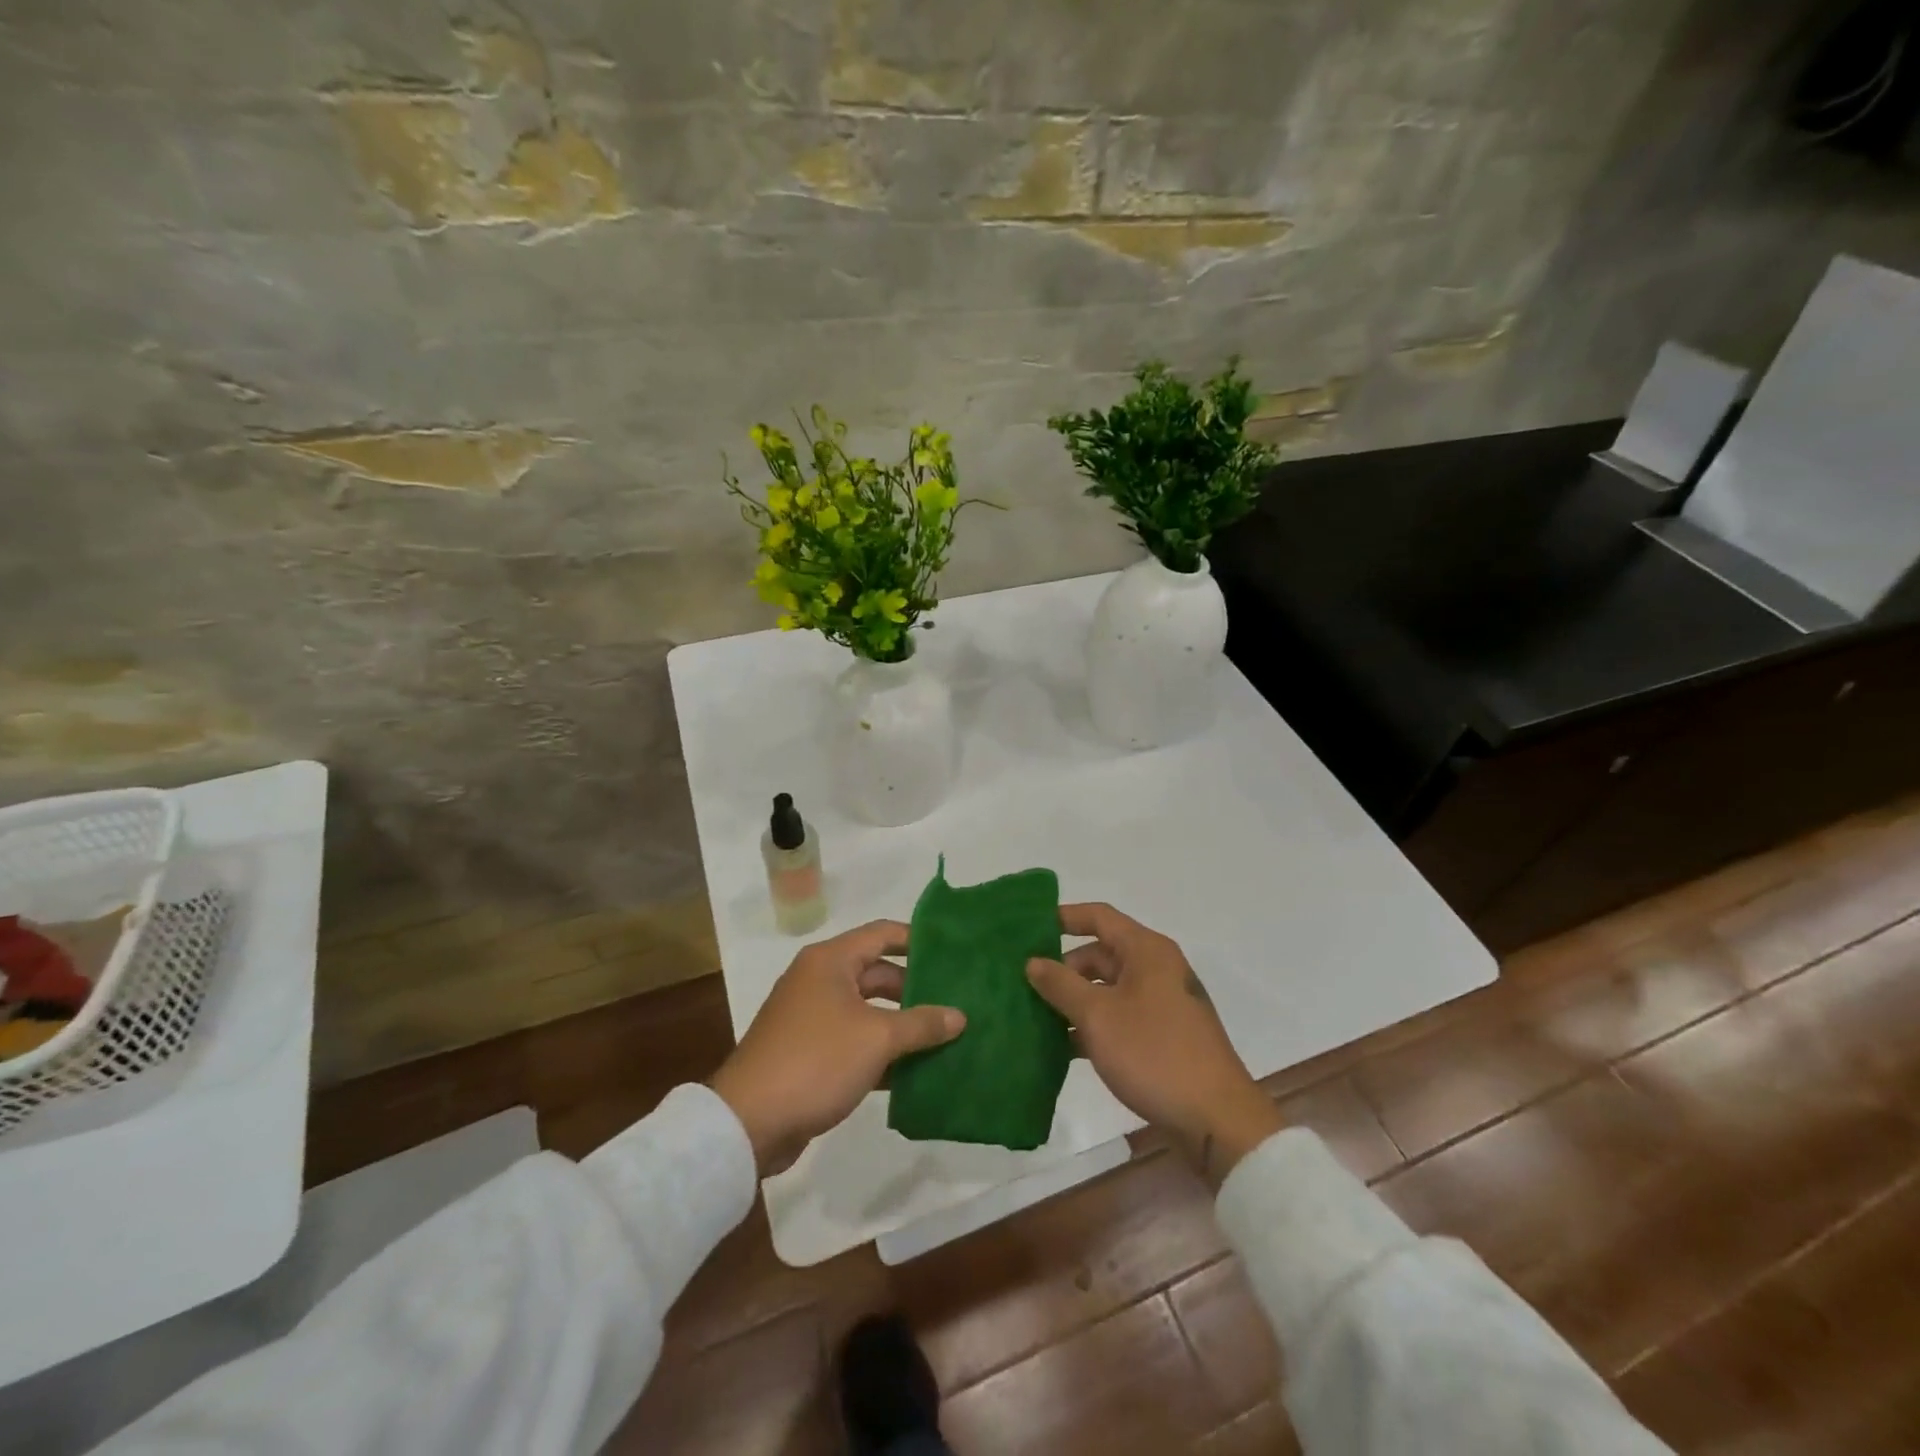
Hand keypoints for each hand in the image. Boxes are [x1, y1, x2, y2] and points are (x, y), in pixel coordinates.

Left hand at [710, 921, 964, 1175]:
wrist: (749, 1122)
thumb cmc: (816, 1061)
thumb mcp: (877, 1038)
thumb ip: (922, 1024)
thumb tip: (959, 1016)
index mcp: (830, 961)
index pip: (882, 934)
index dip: (917, 939)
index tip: (953, 951)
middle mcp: (819, 980)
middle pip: (877, 973)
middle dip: (915, 989)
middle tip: (955, 1001)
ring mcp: (811, 1018)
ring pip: (867, 1011)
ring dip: (901, 1025)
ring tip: (944, 1037)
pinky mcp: (808, 1053)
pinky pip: (854, 1041)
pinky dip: (881, 1052)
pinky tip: (913, 1072)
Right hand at [1026, 903, 1284, 1184]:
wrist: (1216, 1118)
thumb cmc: (1155, 1053)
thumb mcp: (1098, 1016)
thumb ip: (1061, 984)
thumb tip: (1033, 961)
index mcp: (1146, 951)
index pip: (1099, 916)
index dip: (1063, 917)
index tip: (1028, 928)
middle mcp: (1156, 968)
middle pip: (1101, 954)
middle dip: (1063, 969)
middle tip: (1025, 986)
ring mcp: (1161, 1003)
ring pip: (1107, 989)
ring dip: (1074, 1001)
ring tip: (1034, 1019)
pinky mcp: (1162, 1036)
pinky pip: (1118, 1017)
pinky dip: (1092, 1026)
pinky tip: (1062, 1048)